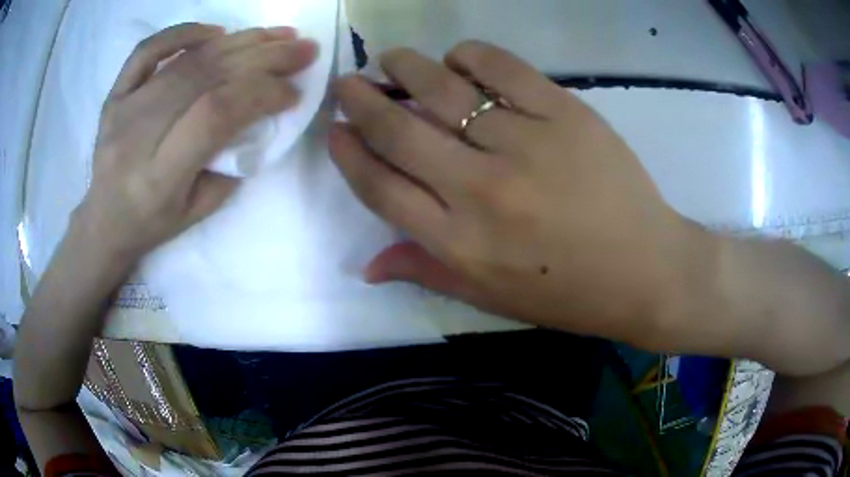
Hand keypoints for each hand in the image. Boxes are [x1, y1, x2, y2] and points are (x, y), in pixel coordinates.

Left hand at [75, 23, 317, 261]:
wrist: (104, 221)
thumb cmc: (152, 223)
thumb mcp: (198, 212)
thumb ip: (230, 164)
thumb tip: (259, 114)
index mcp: (159, 176)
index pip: (215, 114)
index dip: (260, 94)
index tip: (293, 91)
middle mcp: (138, 135)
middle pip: (206, 76)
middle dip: (263, 57)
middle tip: (303, 48)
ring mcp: (123, 108)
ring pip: (187, 59)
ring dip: (240, 41)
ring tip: (278, 35)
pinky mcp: (116, 94)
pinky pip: (148, 49)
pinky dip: (184, 33)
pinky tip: (216, 31)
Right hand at [330, 41, 708, 343]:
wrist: (647, 271)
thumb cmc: (569, 294)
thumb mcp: (492, 300)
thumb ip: (427, 272)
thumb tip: (367, 265)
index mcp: (460, 243)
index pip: (380, 187)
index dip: (348, 153)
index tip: (335, 129)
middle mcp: (482, 190)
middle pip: (399, 130)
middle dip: (361, 100)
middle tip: (347, 83)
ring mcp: (526, 144)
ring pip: (444, 88)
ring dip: (406, 67)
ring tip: (392, 61)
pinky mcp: (566, 113)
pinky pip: (503, 68)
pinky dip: (470, 55)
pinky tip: (458, 58)